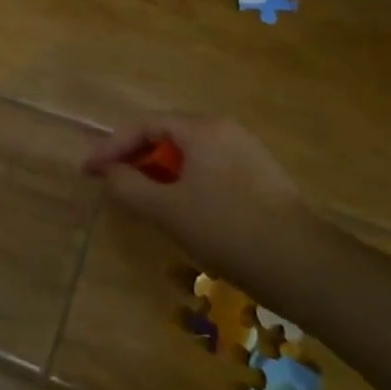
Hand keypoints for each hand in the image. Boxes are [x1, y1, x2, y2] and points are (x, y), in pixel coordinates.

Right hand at [83, 113, 319, 296]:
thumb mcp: (167, 210)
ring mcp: (246, 152)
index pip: (144, 125)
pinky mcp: (260, 177)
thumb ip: (129, 187)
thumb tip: (108, 173)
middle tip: (112, 183)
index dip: (111, 146)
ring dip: (159, 172)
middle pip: (167, 135)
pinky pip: (209, 168)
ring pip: (189, 154)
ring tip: (141, 198)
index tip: (88, 172)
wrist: (302, 264)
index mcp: (201, 128)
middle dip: (135, 157)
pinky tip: (180, 209)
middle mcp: (225, 129)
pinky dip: (184, 181)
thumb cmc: (226, 229)